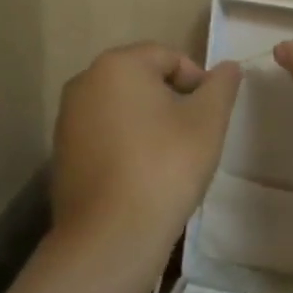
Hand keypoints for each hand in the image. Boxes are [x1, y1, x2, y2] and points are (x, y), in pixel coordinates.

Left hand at [52, 42, 240, 261]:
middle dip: (172, 100)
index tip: (211, 115)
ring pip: (123, 108)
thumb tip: (230, 67)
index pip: (169, 56)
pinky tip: (143, 174)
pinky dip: (126, 144)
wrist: (111, 236)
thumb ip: (221, 86)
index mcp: (117, 65)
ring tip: (171, 157)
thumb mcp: (208, 121)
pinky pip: (104, 134)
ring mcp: (68, 118)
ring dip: (149, 122)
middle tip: (195, 135)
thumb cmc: (165, 166)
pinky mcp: (62, 152)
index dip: (198, 81)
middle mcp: (85, 81)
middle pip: (142, 79)